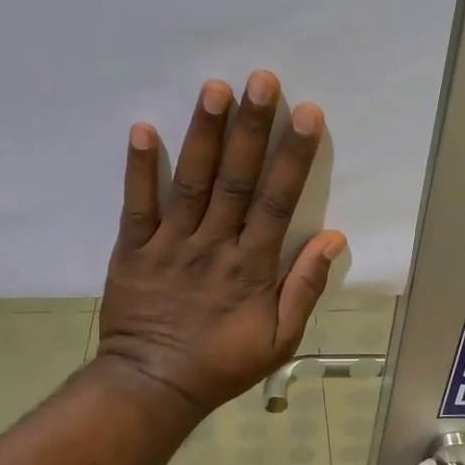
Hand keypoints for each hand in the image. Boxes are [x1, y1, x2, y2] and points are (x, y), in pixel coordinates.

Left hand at [95, 70, 346, 421]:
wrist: (153, 385)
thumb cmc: (222, 363)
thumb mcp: (280, 339)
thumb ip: (304, 288)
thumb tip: (332, 238)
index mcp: (252, 267)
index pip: (278, 202)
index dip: (293, 157)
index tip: (306, 113)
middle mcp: (213, 246)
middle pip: (236, 180)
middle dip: (251, 129)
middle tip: (261, 79)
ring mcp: (170, 245)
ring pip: (190, 183)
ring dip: (203, 134)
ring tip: (213, 88)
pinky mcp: (132, 250)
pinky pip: (135, 206)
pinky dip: (138, 169)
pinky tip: (141, 128)